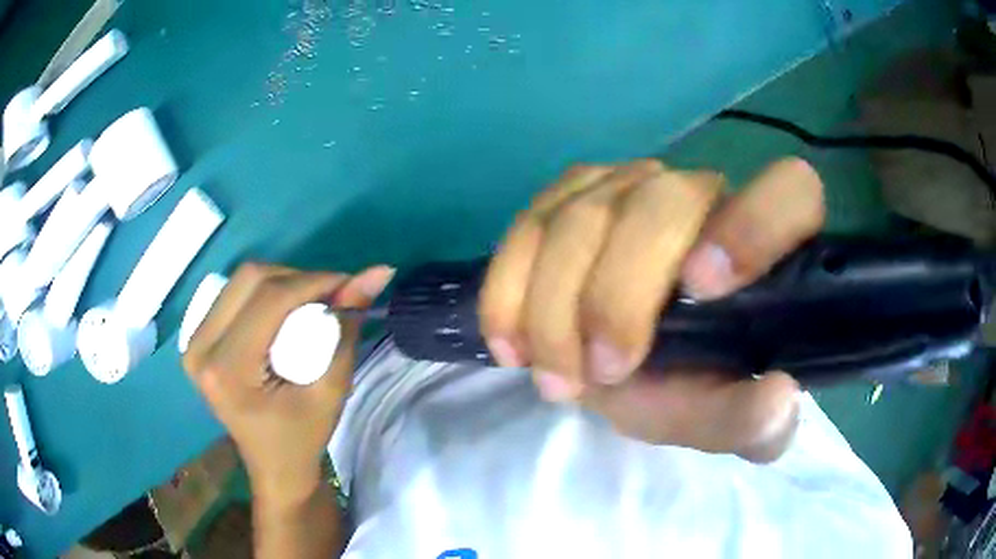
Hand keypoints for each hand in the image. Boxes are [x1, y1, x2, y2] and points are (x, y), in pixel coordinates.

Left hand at [182, 264, 394, 503]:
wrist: (274, 467)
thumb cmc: (303, 438)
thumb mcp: (331, 389)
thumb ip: (347, 327)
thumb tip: (377, 272)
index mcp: (227, 370)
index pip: (270, 300)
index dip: (314, 281)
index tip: (349, 284)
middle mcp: (200, 348)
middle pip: (249, 279)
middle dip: (297, 278)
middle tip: (329, 296)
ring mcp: (193, 342)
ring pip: (240, 281)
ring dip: (281, 282)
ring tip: (310, 303)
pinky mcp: (196, 340)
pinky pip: (231, 294)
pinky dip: (264, 292)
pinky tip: (283, 311)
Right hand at [479, 158, 824, 461]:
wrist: (619, 365)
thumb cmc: (685, 385)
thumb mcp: (714, 417)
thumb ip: (748, 421)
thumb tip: (776, 400)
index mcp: (764, 242)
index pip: (790, 191)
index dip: (752, 225)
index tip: (700, 288)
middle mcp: (700, 194)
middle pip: (659, 203)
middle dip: (617, 297)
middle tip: (601, 373)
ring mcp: (629, 184)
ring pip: (581, 216)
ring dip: (554, 307)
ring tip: (555, 377)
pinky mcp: (570, 195)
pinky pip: (529, 225)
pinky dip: (509, 289)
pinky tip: (510, 344)